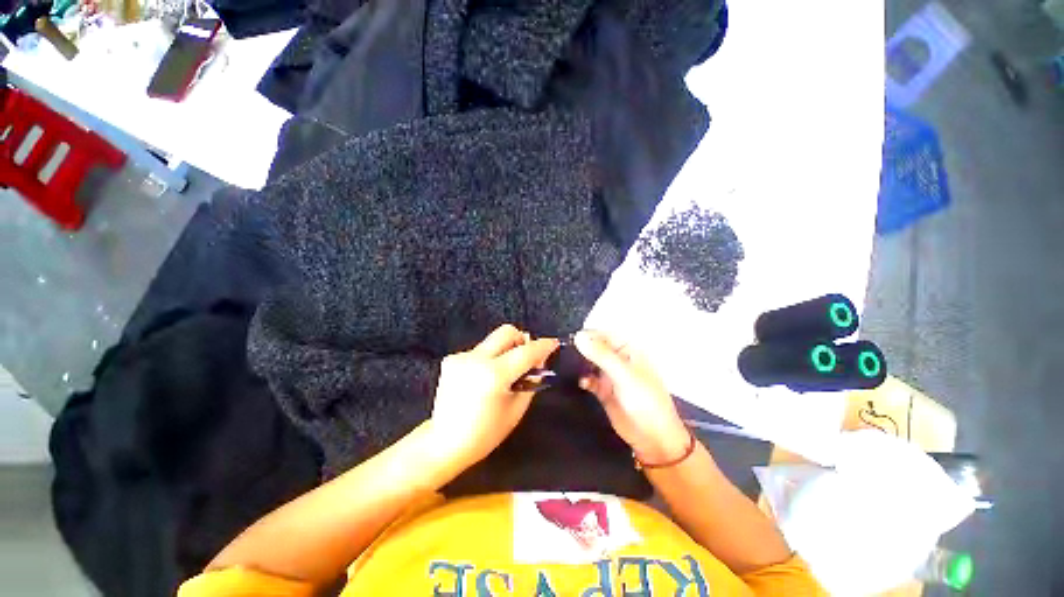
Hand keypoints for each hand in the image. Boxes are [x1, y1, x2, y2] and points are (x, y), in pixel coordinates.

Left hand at [429, 325, 558, 470]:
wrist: (444, 443)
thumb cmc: (485, 433)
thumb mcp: (517, 409)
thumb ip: (532, 379)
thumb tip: (540, 359)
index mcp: (494, 375)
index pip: (526, 351)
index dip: (543, 345)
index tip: (554, 343)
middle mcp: (476, 359)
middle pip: (506, 332)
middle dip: (521, 340)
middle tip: (526, 357)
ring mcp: (461, 357)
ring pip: (493, 341)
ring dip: (505, 350)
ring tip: (504, 373)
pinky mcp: (451, 359)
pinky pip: (480, 350)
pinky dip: (489, 358)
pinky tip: (485, 378)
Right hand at [574, 330, 689, 464]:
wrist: (653, 438)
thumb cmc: (645, 401)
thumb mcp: (624, 374)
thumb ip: (600, 355)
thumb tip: (578, 336)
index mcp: (628, 350)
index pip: (604, 335)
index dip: (588, 335)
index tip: (570, 338)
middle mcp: (618, 360)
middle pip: (595, 348)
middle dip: (582, 349)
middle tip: (564, 351)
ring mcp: (610, 375)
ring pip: (590, 363)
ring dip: (580, 364)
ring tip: (567, 365)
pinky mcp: (603, 391)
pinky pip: (589, 380)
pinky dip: (584, 380)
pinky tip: (581, 383)